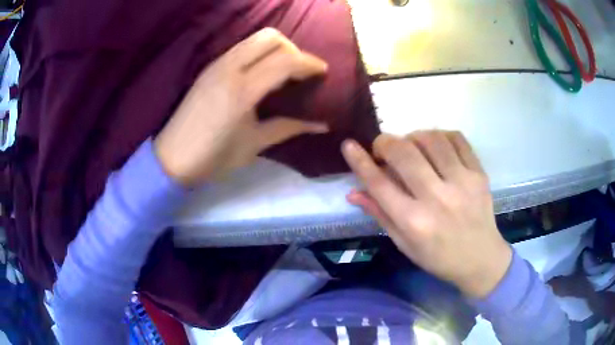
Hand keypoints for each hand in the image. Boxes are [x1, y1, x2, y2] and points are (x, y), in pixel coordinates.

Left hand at [155, 28, 328, 185]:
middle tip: (301, 72)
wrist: (172, 158)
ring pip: (255, 39)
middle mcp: (229, 68)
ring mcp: (217, 64)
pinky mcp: (209, 67)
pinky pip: (242, 48)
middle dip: (293, 49)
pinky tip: (262, 73)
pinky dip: (259, 53)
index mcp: (242, 91)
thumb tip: (322, 125)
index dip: (309, 63)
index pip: (285, 60)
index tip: (323, 72)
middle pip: (271, 38)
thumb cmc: (213, 157)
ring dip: (276, 49)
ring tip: (285, 71)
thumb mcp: (254, 144)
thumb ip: (289, 128)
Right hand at [341, 131, 511, 297]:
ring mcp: (462, 182)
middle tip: (383, 148)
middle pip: (404, 153)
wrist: (481, 259)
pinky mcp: (479, 174)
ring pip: (431, 139)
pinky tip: (435, 145)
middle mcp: (437, 199)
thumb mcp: (404, 244)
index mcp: (414, 222)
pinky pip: (457, 139)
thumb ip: (380, 214)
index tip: (349, 145)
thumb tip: (354, 192)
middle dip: (385, 143)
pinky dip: (440, 135)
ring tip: (410, 146)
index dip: (360, 161)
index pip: (379, 184)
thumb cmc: (439, 257)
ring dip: (413, 136)